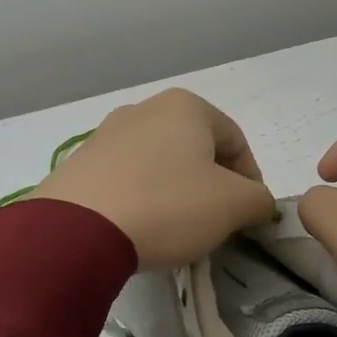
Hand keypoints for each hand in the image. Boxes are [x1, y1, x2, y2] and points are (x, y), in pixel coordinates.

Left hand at [35, 89, 276, 268]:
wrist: (77, 230)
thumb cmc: (168, 206)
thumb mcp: (233, 205)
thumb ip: (259, 199)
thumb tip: (258, 202)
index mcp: (185, 106)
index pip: (236, 140)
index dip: (251, 179)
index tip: (249, 215)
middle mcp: (143, 109)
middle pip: (195, 149)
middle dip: (211, 185)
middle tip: (215, 222)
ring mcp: (106, 134)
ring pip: (159, 163)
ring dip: (176, 192)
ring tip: (176, 229)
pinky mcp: (80, 163)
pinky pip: (125, 179)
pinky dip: (142, 199)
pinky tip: (140, 227)